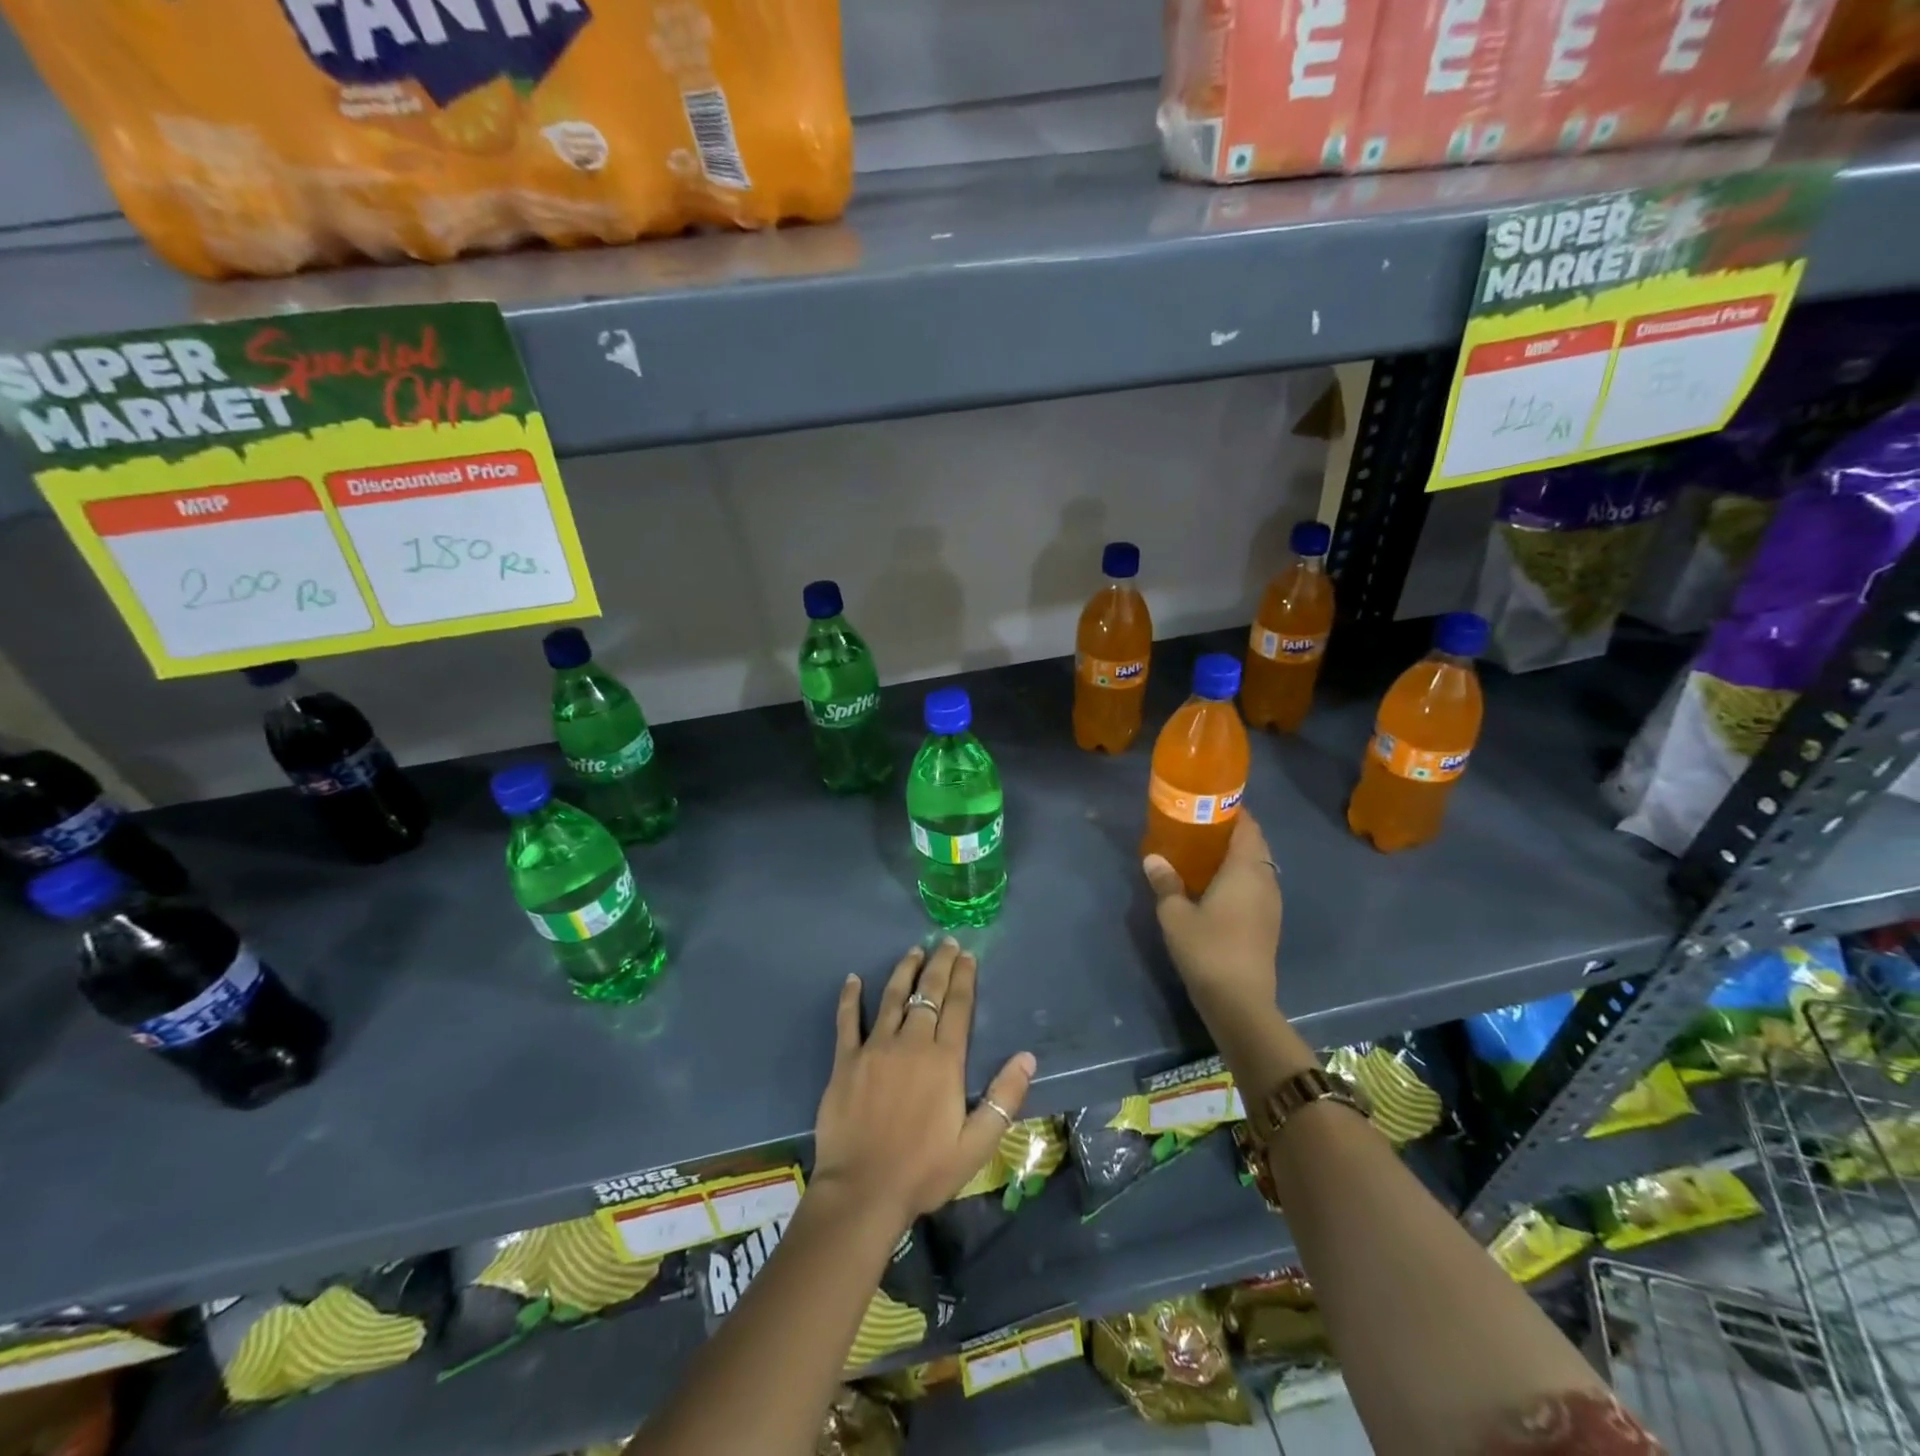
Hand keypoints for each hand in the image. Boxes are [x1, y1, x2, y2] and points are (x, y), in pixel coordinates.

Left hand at [812, 939, 1036, 1232]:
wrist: (863, 1191)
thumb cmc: (924, 1171)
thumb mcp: (976, 1145)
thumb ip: (1003, 1099)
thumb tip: (1027, 1057)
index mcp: (944, 1061)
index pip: (958, 1007)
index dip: (964, 978)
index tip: (967, 955)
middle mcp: (911, 1044)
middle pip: (928, 994)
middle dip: (939, 965)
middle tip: (945, 942)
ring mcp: (875, 1048)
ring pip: (892, 998)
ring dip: (904, 971)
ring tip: (913, 950)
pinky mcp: (846, 1061)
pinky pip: (848, 1021)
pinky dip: (850, 998)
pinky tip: (853, 978)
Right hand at [1142, 811, 1282, 1022]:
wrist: (1240, 1002)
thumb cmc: (1207, 949)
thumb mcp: (1175, 914)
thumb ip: (1165, 883)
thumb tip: (1153, 858)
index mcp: (1246, 870)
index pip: (1248, 827)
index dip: (1233, 811)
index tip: (1209, 804)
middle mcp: (1265, 880)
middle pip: (1255, 845)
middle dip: (1232, 833)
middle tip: (1199, 828)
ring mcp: (1270, 904)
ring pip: (1257, 867)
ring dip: (1236, 857)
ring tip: (1204, 854)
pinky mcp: (1268, 924)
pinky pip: (1256, 887)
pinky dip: (1239, 878)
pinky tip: (1215, 887)